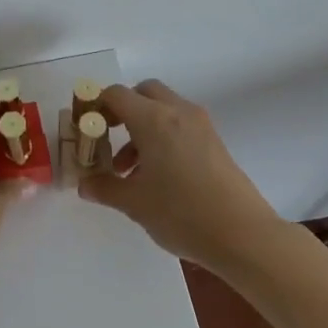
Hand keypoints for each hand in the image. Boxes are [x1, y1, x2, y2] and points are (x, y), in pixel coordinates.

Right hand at [79, 79, 284, 271]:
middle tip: (108, 138)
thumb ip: (104, 187)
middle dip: (122, 110)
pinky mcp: (214, 141)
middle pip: (143, 92)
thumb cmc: (181, 213)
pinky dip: (162, 136)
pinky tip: (157, 175)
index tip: (85, 130)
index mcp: (153, 119)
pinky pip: (180, 125)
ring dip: (141, 127)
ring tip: (130, 169)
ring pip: (163, 109)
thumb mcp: (134, 203)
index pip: (116, 94)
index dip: (95, 107)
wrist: (243, 235)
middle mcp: (177, 112)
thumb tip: (84, 184)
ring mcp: (201, 125)